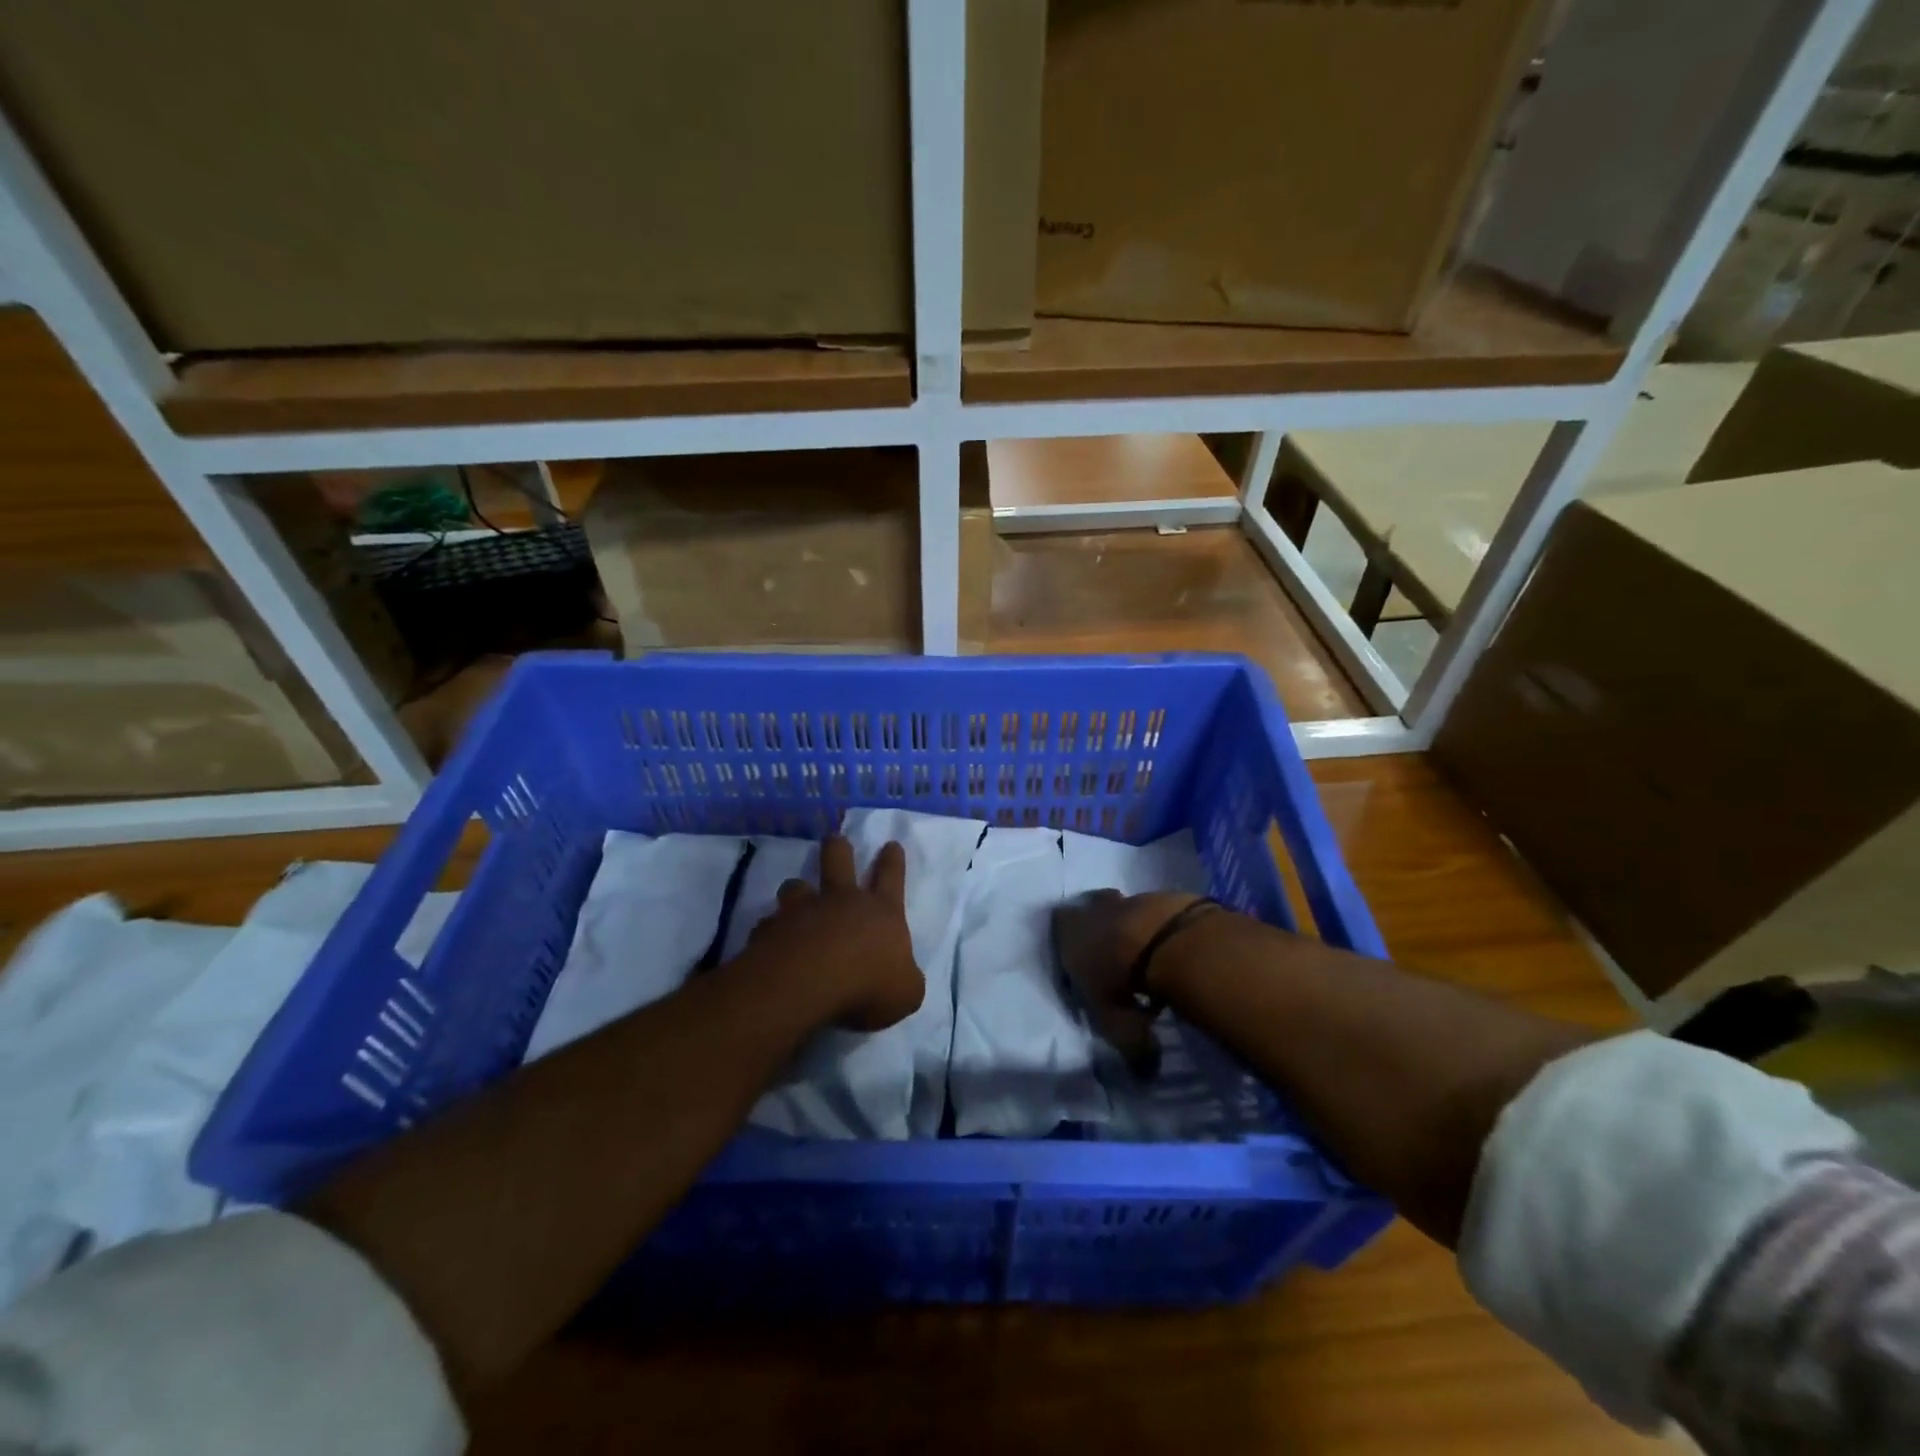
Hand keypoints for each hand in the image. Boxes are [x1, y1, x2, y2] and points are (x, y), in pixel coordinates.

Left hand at [743, 835, 923, 1031]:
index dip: (892, 861)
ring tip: (794, 894)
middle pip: (838, 860)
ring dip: (797, 889)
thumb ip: (905, 979)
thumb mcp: (906, 993)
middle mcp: (841, 901)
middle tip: (835, 839)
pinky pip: (769, 924)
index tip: (890, 844)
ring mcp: (802, 911)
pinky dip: (770, 930)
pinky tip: (769, 942)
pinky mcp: (770, 929)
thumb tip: (902, 977)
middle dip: (838, 848)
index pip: (891, 878)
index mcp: (882, 913)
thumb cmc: (868, 985)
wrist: (808, 983)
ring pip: (796, 885)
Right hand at [1051, 890, 1202, 1079]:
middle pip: (1093, 909)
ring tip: (1151, 957)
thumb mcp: (1117, 1025)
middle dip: (1103, 927)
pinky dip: (1164, 928)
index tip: (1084, 961)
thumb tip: (1145, 1074)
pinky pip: (1158, 913)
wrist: (1164, 939)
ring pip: (1127, 909)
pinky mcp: (1163, 897)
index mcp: (1068, 933)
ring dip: (1135, 927)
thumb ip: (1128, 1047)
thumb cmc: (1121, 980)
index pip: (1060, 925)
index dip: (1070, 941)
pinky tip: (1175, 948)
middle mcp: (1093, 909)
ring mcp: (1129, 898)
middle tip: (1118, 956)